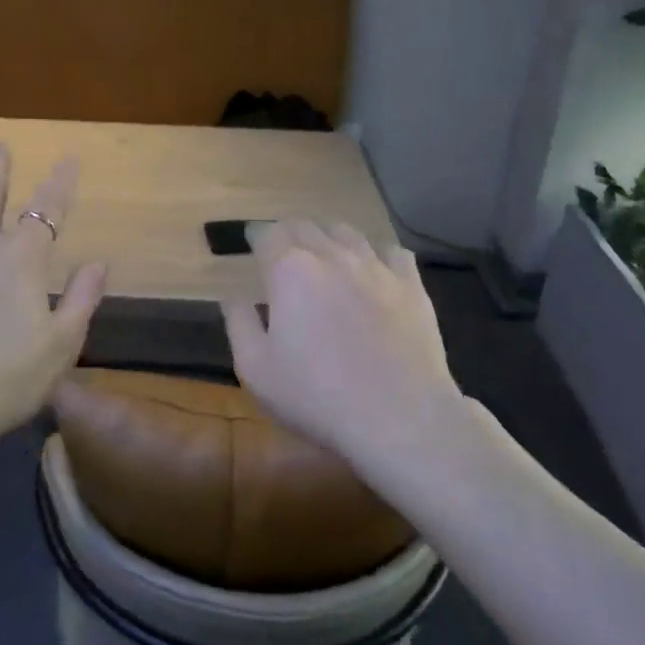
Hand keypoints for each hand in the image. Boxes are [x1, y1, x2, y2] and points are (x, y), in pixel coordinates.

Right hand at [223, 222, 463, 476]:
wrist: (400, 417)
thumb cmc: (316, 396)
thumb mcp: (256, 369)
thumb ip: (239, 324)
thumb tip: (233, 296)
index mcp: (290, 271)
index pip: (268, 234)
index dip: (257, 236)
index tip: (252, 242)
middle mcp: (332, 256)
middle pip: (306, 226)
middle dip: (289, 233)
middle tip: (282, 250)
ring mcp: (376, 267)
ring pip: (348, 232)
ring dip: (329, 237)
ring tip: (325, 254)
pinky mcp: (411, 286)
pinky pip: (392, 252)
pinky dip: (376, 253)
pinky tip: (373, 269)